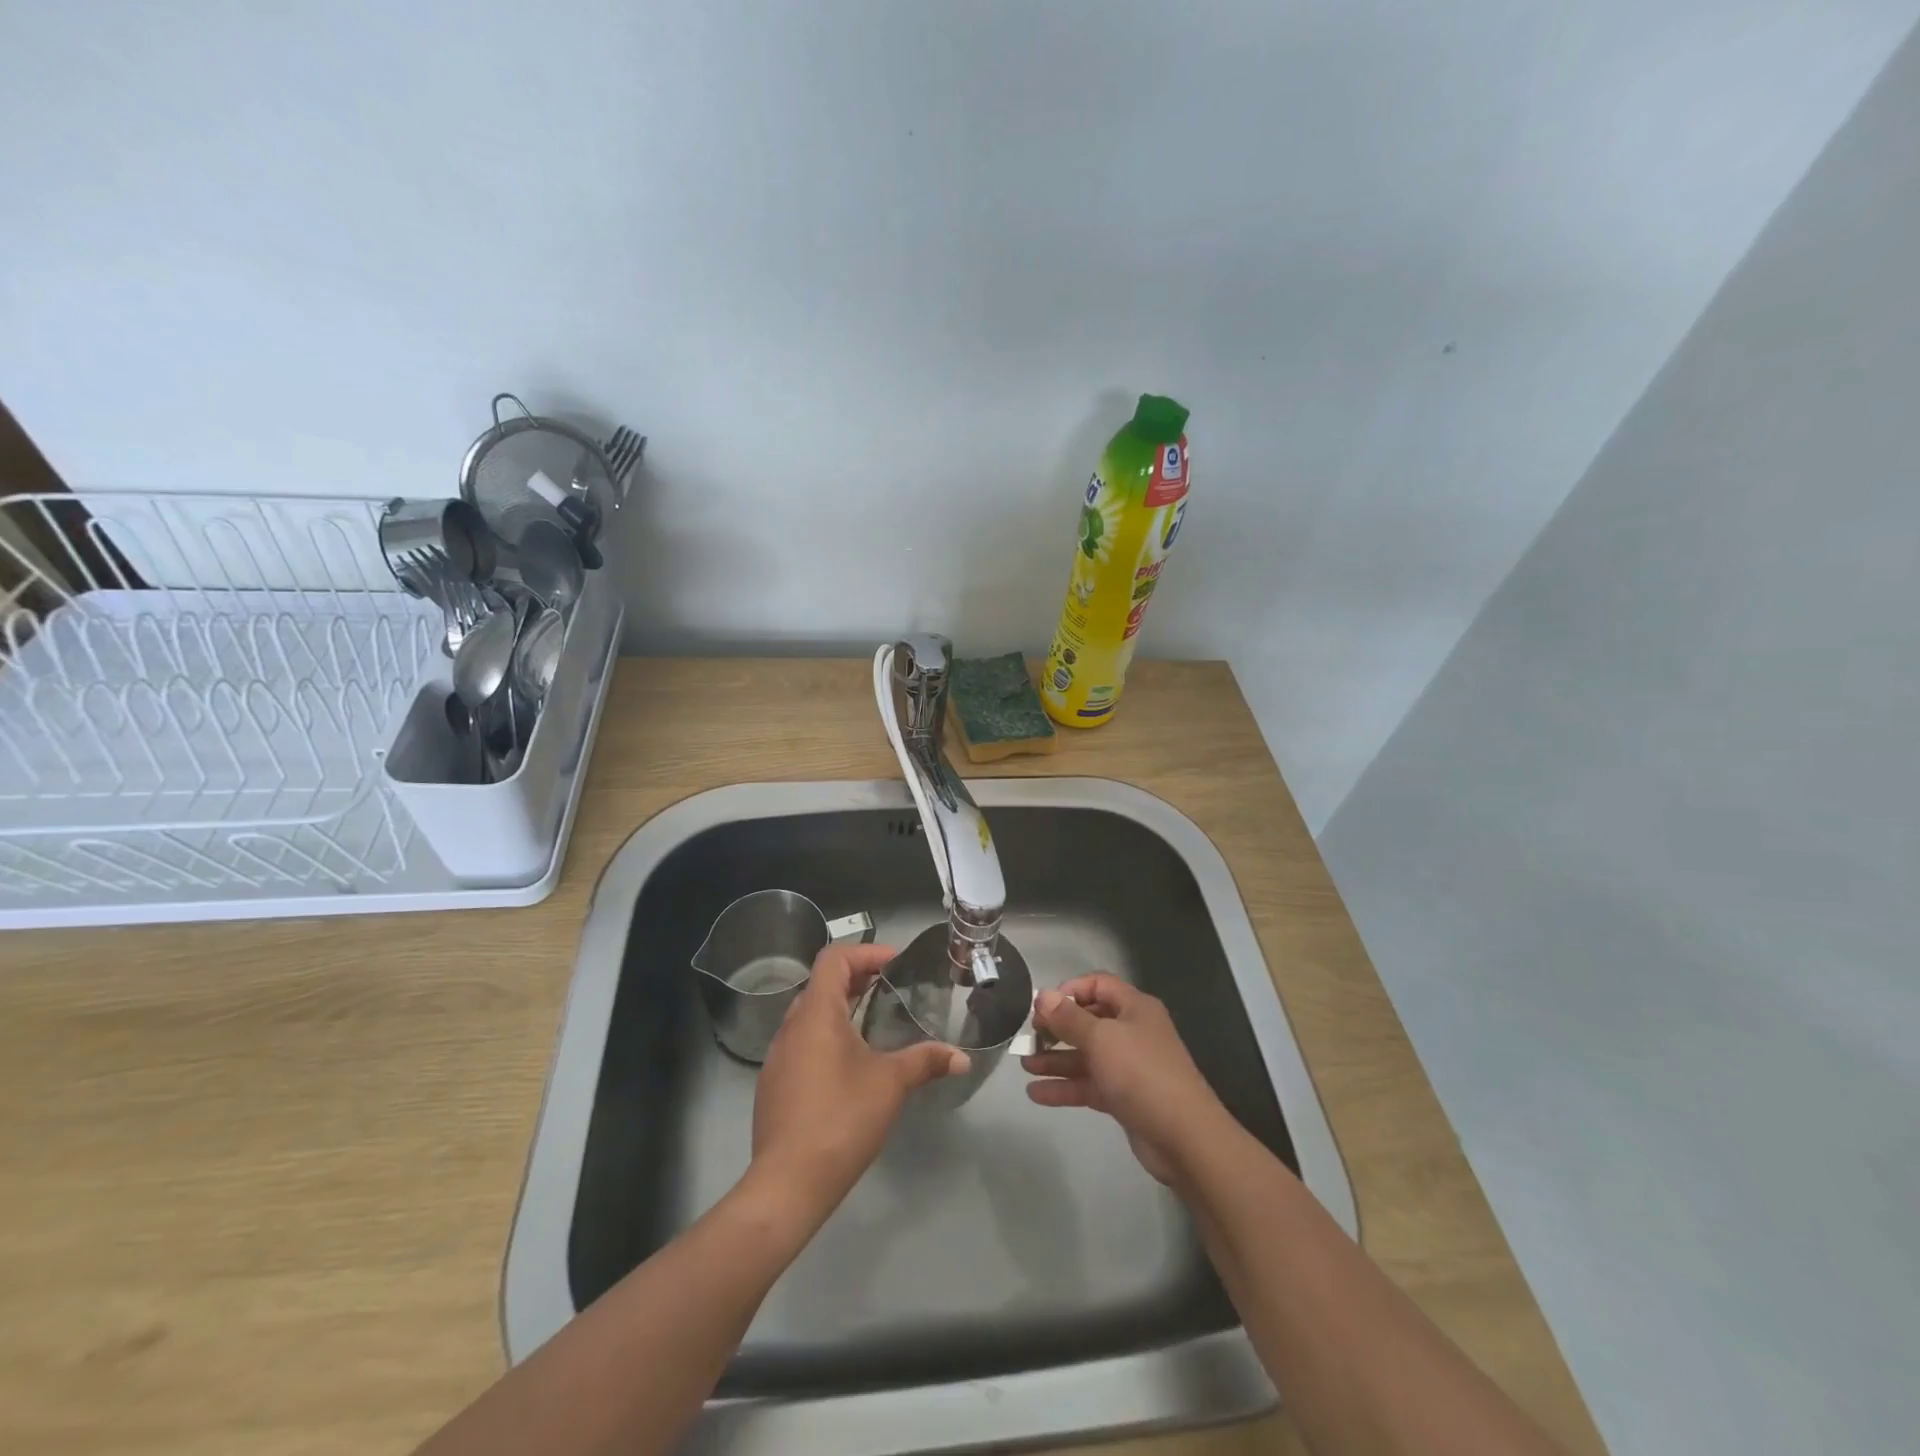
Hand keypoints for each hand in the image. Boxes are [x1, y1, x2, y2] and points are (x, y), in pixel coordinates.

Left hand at [749, 942, 970, 1219]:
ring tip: (875, 1024)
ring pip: (810, 1015)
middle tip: (890, 989)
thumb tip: (962, 1057)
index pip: (834, 959)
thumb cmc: (841, 1118)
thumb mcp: (891, 1084)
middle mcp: (792, 1026)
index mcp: (817, 1013)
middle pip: (822, 984)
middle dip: (857, 979)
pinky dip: (827, 1037)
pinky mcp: (774, 1083)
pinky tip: (850, 1065)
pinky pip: (802, 1043)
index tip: (895, 964)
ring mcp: (778, 1056)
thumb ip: (926, 1061)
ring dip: (841, 1009)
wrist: (788, 1183)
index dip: (865, 953)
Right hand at [1022, 973, 1230, 1185]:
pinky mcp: (1124, 1097)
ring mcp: (1129, 1066)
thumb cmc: (1141, 1073)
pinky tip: (1036, 1093)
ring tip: (1025, 1065)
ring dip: (1056, 1059)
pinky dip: (1065, 1087)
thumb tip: (1043, 995)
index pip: (1098, 984)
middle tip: (1029, 1036)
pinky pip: (1089, 1084)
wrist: (1184, 1138)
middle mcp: (1132, 1031)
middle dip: (1057, 1028)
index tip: (1042, 1006)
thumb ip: (1069, 1017)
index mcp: (1134, 1008)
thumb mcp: (1101, 1038)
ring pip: (1086, 1055)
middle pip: (1089, 1020)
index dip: (1069, 990)